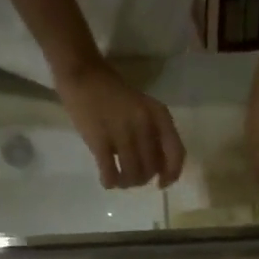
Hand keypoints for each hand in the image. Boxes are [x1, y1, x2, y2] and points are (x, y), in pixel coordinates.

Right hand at [55, 60, 185, 188]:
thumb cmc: (114, 94)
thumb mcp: (143, 109)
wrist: (83, 74)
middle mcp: (144, 124)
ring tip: (119, 180)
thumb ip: (154, 134)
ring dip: (126, 183)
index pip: (176, 153)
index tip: (160, 183)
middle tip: (131, 175)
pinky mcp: (100, 140)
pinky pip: (110, 173)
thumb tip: (158, 170)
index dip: (171, 174)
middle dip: (142, 179)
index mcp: (159, 115)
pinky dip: (110, 182)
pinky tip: (107, 181)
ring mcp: (122, 132)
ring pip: (133, 175)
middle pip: (151, 169)